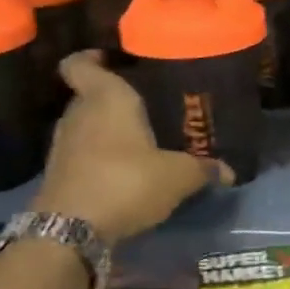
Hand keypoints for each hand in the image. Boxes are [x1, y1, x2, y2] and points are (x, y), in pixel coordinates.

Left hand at [37, 52, 231, 242]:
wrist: (70, 230)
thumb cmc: (126, 182)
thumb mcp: (177, 176)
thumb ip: (203, 169)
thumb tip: (230, 172)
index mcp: (106, 98)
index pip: (80, 63)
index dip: (91, 58)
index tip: (113, 61)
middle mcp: (78, 113)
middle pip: (90, 95)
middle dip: (115, 100)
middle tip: (148, 106)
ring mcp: (64, 144)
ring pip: (87, 125)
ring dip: (107, 131)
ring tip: (141, 140)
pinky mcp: (59, 173)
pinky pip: (83, 153)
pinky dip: (100, 157)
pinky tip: (125, 171)